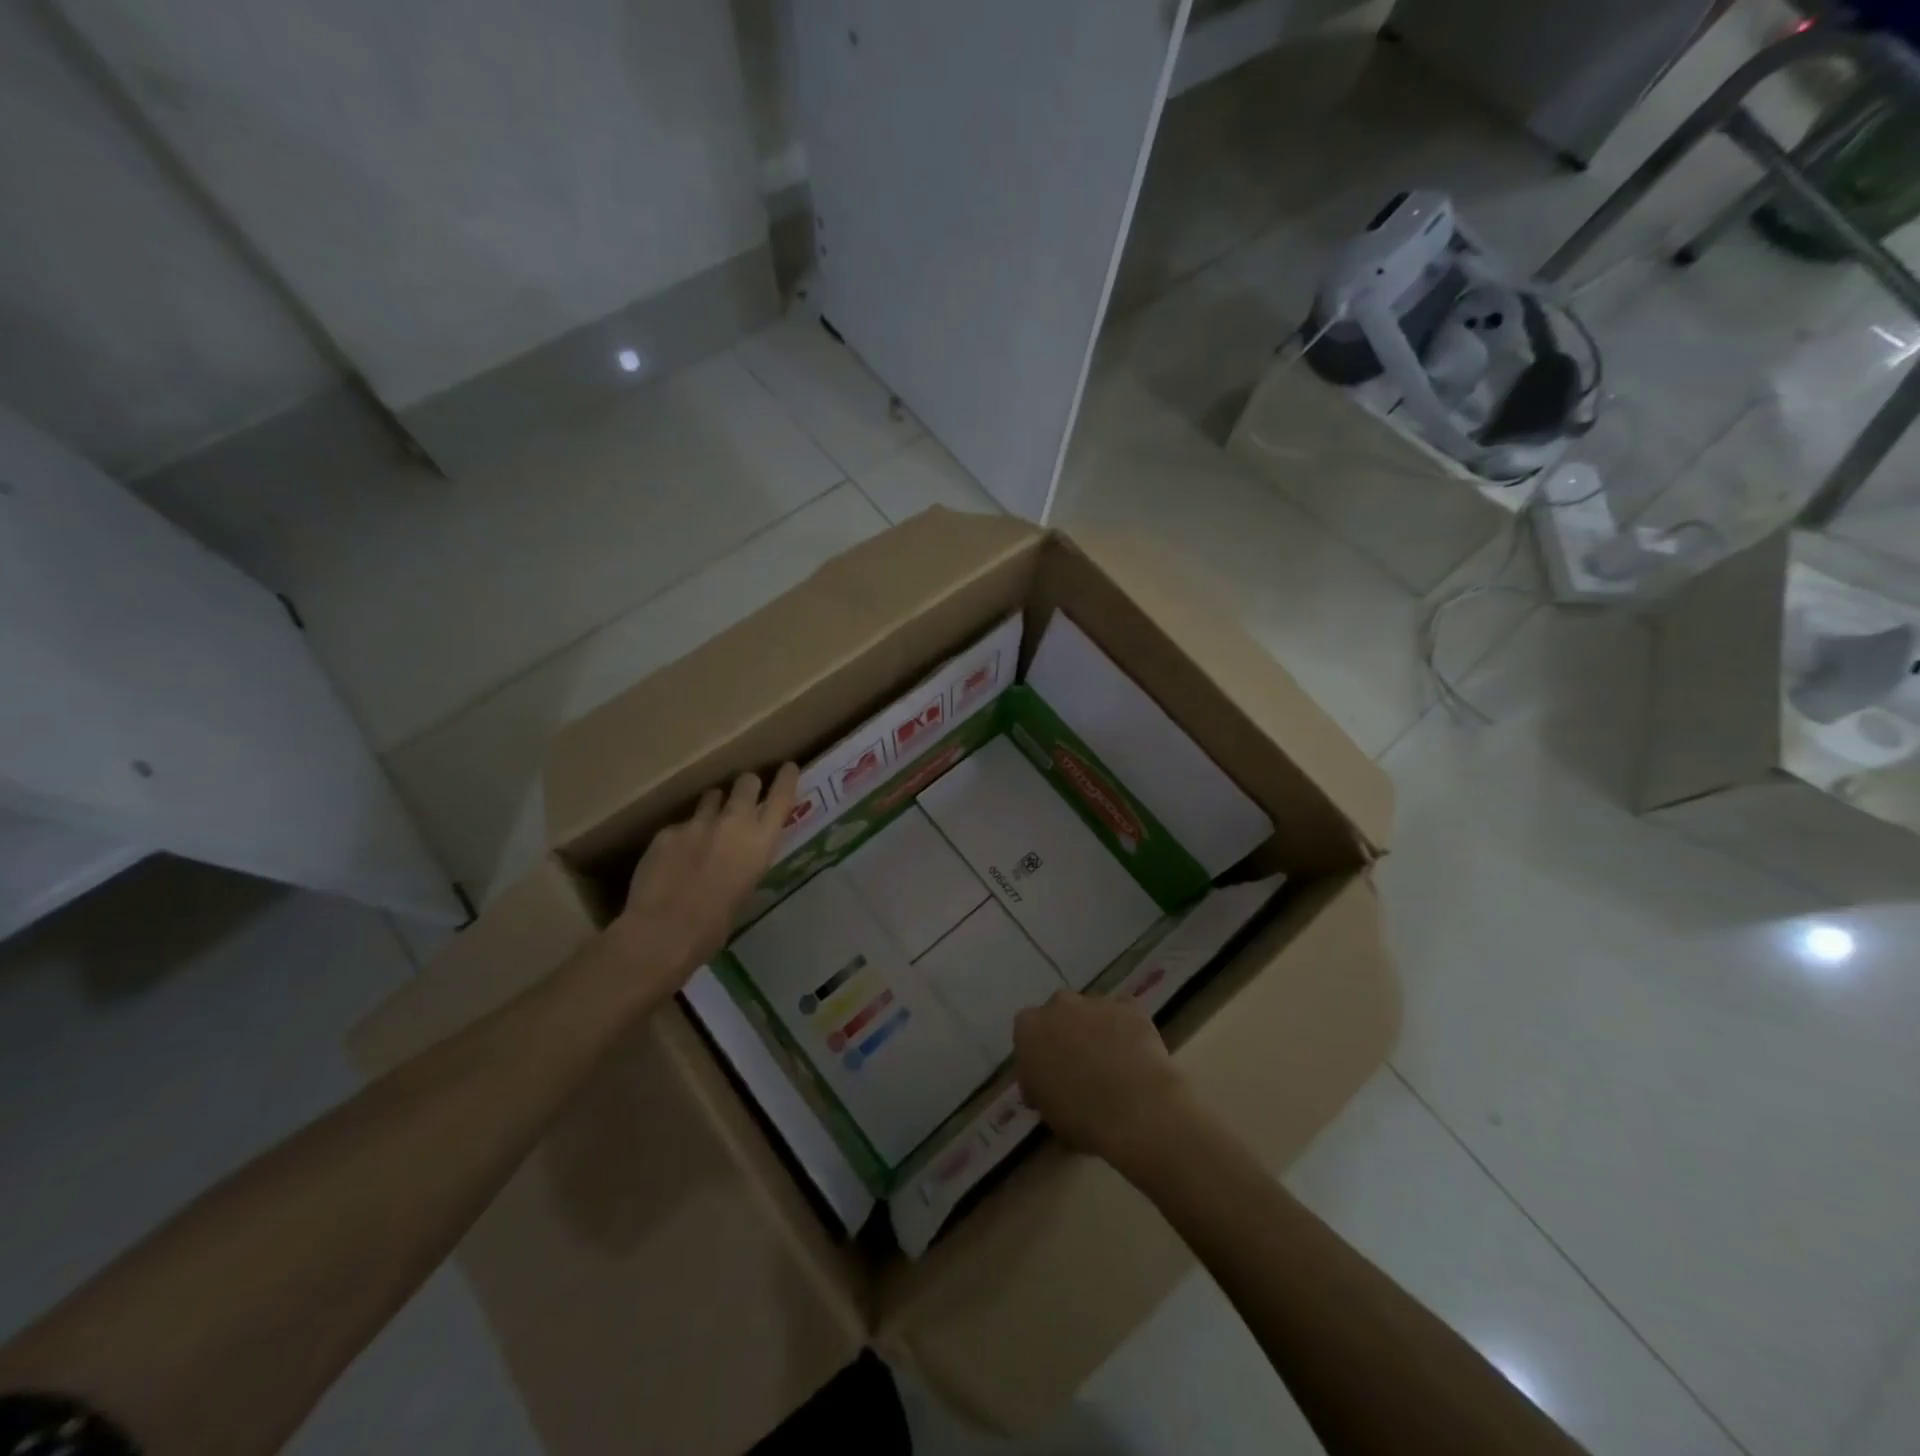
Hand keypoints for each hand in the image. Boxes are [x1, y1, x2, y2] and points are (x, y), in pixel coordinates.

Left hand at [612, 765, 798, 987]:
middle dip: (747, 786)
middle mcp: (734, 822)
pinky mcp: (668, 830)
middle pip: (746, 782)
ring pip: (711, 797)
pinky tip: (673, 860)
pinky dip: (681, 837)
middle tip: (743, 797)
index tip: (787, 768)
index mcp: (761, 841)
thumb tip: (738, 857)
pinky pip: (680, 826)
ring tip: (706, 826)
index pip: (782, 796)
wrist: (665, 930)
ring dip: (713, 806)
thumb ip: (745, 862)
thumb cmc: (716, 925)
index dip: (786, 778)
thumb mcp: (745, 889)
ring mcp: (698, 822)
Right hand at [1013, 992, 1200, 1173]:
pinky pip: (1124, 1012)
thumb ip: (1040, 1087)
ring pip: (1092, 1011)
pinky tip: (1135, 1052)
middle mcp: (1059, 1005)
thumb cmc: (1081, 1117)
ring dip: (1097, 1029)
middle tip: (1081, 1066)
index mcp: (1029, 1029)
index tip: (1049, 1076)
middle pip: (1059, 1013)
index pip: (1027, 1032)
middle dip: (1067, 1033)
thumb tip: (1046, 1085)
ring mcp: (1096, 1002)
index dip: (1039, 1053)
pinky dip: (1126, 1026)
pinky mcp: (1129, 1006)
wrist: (1136, 1110)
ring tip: (1114, 1064)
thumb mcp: (1046, 1110)